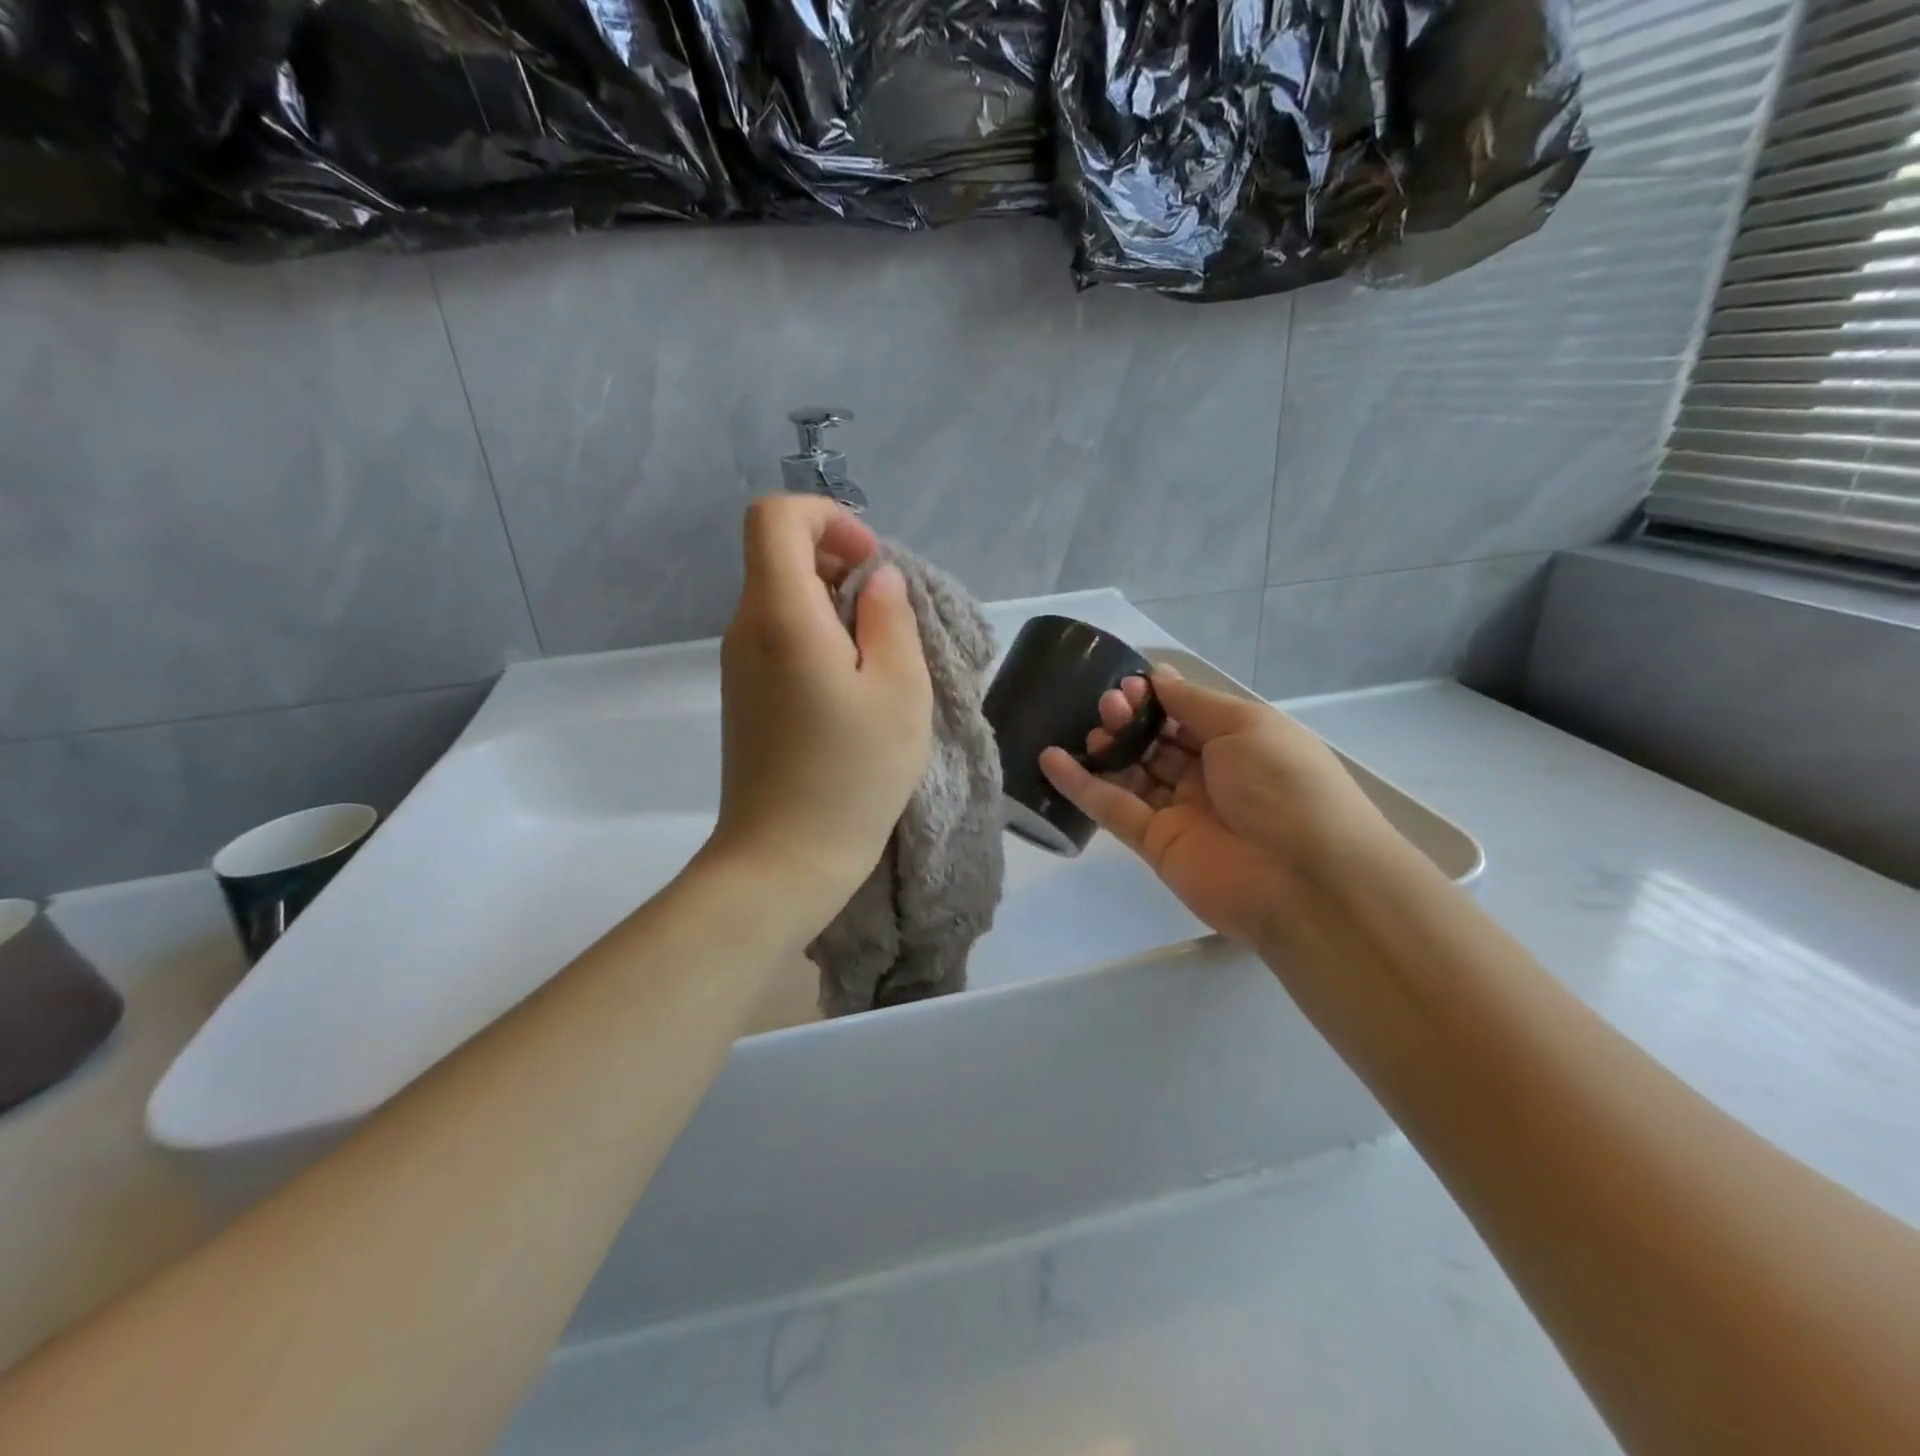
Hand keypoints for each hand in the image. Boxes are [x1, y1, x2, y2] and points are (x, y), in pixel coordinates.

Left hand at [708, 497, 932, 924]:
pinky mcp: (745, 696)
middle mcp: (745, 628)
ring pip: (782, 597)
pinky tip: (854, 687)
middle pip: (780, 554)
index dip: (829, 517)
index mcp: (780, 615)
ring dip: (834, 604)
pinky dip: (819, 637)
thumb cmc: (852, 776)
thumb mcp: (899, 691)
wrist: (784, 860)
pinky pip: (779, 637)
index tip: (872, 565)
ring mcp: (739, 665)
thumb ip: (890, 618)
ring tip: (881, 657)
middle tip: (888, 614)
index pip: (776, 516)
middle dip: (839, 561)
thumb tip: (877, 580)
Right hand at [1039, 671, 1392, 947]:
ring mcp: (1179, 811)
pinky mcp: (1153, 844)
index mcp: (1238, 743)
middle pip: (1155, 741)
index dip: (1156, 698)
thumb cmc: (1284, 785)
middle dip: (1130, 719)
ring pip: (1131, 773)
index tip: (1128, 684)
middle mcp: (1208, 775)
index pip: (1186, 714)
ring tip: (1089, 731)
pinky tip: (1050, 759)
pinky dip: (1080, 785)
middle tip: (1109, 706)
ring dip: (1107, 748)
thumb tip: (1158, 677)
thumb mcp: (1246, 726)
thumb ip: (1194, 703)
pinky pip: (1112, 808)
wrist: (1305, 879)